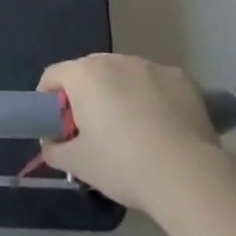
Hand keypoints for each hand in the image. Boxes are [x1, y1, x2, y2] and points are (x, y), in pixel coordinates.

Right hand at [38, 54, 224, 210]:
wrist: (187, 175)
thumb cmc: (123, 165)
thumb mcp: (78, 164)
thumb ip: (54, 149)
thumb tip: (51, 143)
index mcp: (84, 75)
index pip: (53, 76)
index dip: (48, 100)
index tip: (58, 126)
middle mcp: (115, 60)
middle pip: (89, 73)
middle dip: (86, 96)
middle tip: (95, 132)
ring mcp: (151, 66)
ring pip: (125, 76)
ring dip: (121, 94)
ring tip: (134, 132)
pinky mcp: (181, 78)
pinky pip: (157, 84)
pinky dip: (154, 99)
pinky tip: (164, 129)